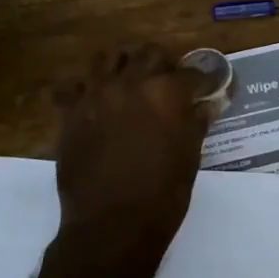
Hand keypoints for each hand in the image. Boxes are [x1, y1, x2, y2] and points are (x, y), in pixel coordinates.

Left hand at [53, 44, 213, 263]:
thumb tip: (205, 106)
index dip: (204, 80)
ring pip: (107, 57)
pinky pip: (70, 86)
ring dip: (121, 66)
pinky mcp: (70, 113)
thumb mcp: (189, 158)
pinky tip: (92, 103)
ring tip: (128, 84)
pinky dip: (81, 89)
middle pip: (149, 53)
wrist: (112, 224)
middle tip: (167, 84)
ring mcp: (96, 95)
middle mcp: (131, 83)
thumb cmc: (162, 194)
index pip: (192, 73)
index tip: (208, 88)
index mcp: (167, 93)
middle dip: (162, 64)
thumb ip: (196, 124)